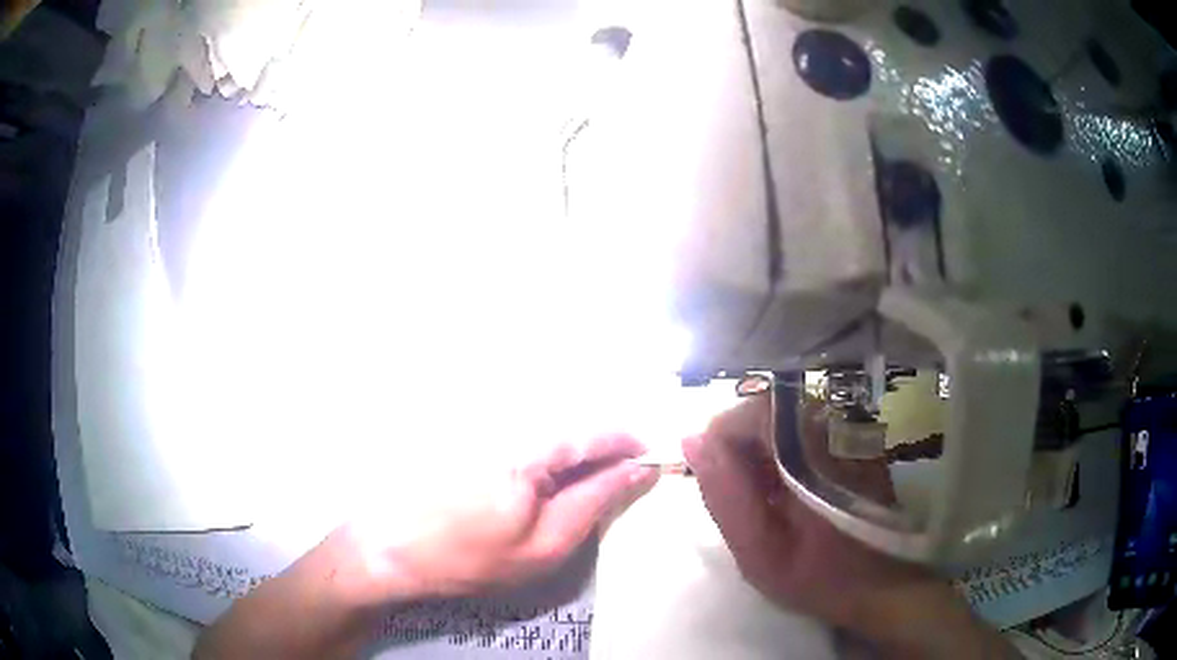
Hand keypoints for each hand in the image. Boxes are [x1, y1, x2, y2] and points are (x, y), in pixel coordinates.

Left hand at [349, 432, 660, 601]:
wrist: (390, 546)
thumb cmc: (468, 556)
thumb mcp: (544, 545)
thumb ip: (595, 501)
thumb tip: (638, 469)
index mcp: (531, 444)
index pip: (599, 429)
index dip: (630, 444)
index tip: (647, 463)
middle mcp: (509, 414)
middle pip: (574, 416)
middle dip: (600, 446)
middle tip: (606, 483)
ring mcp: (484, 414)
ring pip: (547, 418)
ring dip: (568, 446)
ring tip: (565, 484)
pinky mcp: (467, 419)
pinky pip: (520, 421)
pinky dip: (539, 445)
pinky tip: (528, 475)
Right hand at [684, 395, 1016, 658]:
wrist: (880, 583)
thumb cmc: (818, 575)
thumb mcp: (758, 551)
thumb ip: (724, 495)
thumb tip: (692, 439)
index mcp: (810, 451)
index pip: (750, 411)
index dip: (721, 442)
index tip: (714, 481)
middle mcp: (833, 427)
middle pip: (767, 410)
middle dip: (741, 449)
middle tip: (738, 496)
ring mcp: (848, 431)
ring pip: (784, 419)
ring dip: (762, 453)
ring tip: (762, 499)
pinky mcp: (855, 440)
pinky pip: (805, 430)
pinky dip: (785, 456)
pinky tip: (789, 494)